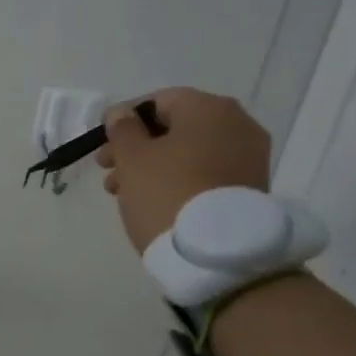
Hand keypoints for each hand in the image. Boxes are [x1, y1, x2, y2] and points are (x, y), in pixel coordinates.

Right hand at [96, 88, 270, 251]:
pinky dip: (180, 180)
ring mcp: (249, 157)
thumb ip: (123, 130)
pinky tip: (155, 202)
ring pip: (189, 153)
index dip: (126, 120)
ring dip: (155, 167)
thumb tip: (122, 113)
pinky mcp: (250, 188)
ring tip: (124, 193)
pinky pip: (206, 173)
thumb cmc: (167, 194)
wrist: (217, 254)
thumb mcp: (133, 159)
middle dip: (138, 148)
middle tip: (109, 172)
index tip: (105, 145)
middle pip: (176, 128)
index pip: (159, 101)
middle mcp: (237, 124)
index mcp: (209, 108)